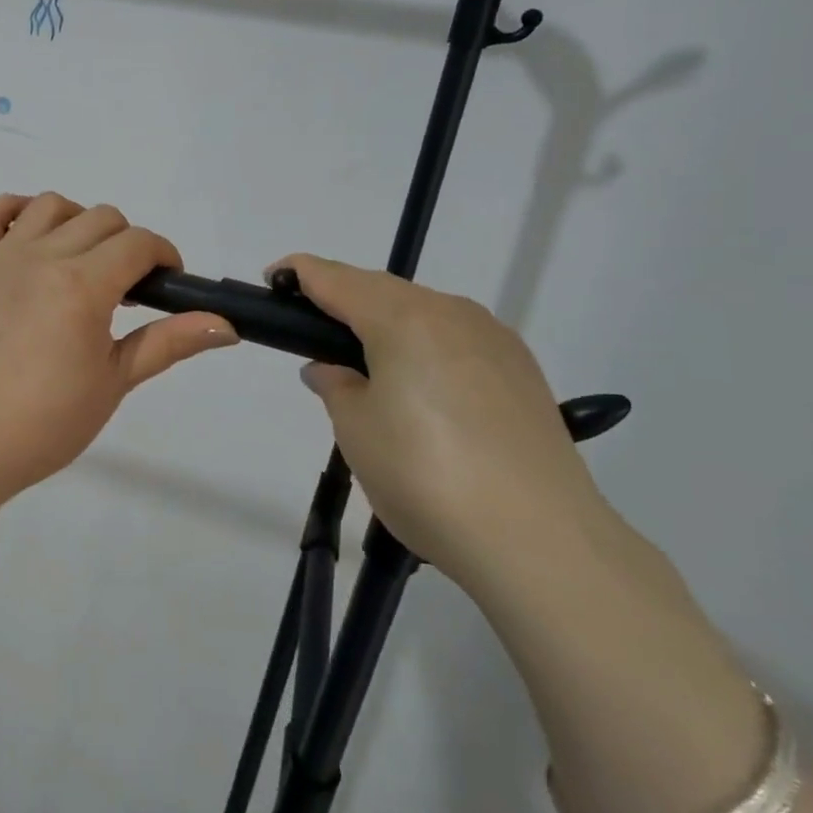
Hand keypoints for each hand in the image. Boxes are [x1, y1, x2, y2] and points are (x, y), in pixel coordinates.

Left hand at [0, 193, 239, 499]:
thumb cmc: (52, 419)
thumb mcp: (117, 380)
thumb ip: (169, 341)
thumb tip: (227, 325)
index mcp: (83, 285)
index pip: (138, 243)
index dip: (164, 257)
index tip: (167, 285)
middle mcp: (43, 257)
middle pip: (101, 218)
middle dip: (127, 244)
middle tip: (125, 290)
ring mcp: (2, 258)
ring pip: (50, 205)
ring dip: (78, 222)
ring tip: (83, 261)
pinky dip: (12, 211)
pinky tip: (30, 233)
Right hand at [277, 253, 607, 588]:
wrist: (539, 539)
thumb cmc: (425, 476)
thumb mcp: (356, 431)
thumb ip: (335, 385)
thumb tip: (328, 369)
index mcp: (403, 319)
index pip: (337, 279)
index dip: (299, 273)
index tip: (273, 279)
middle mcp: (452, 313)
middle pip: (382, 290)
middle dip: (342, 298)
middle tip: (311, 330)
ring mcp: (494, 339)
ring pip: (424, 311)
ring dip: (386, 322)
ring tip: (363, 362)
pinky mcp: (521, 370)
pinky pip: (456, 337)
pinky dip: (424, 344)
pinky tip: (419, 384)